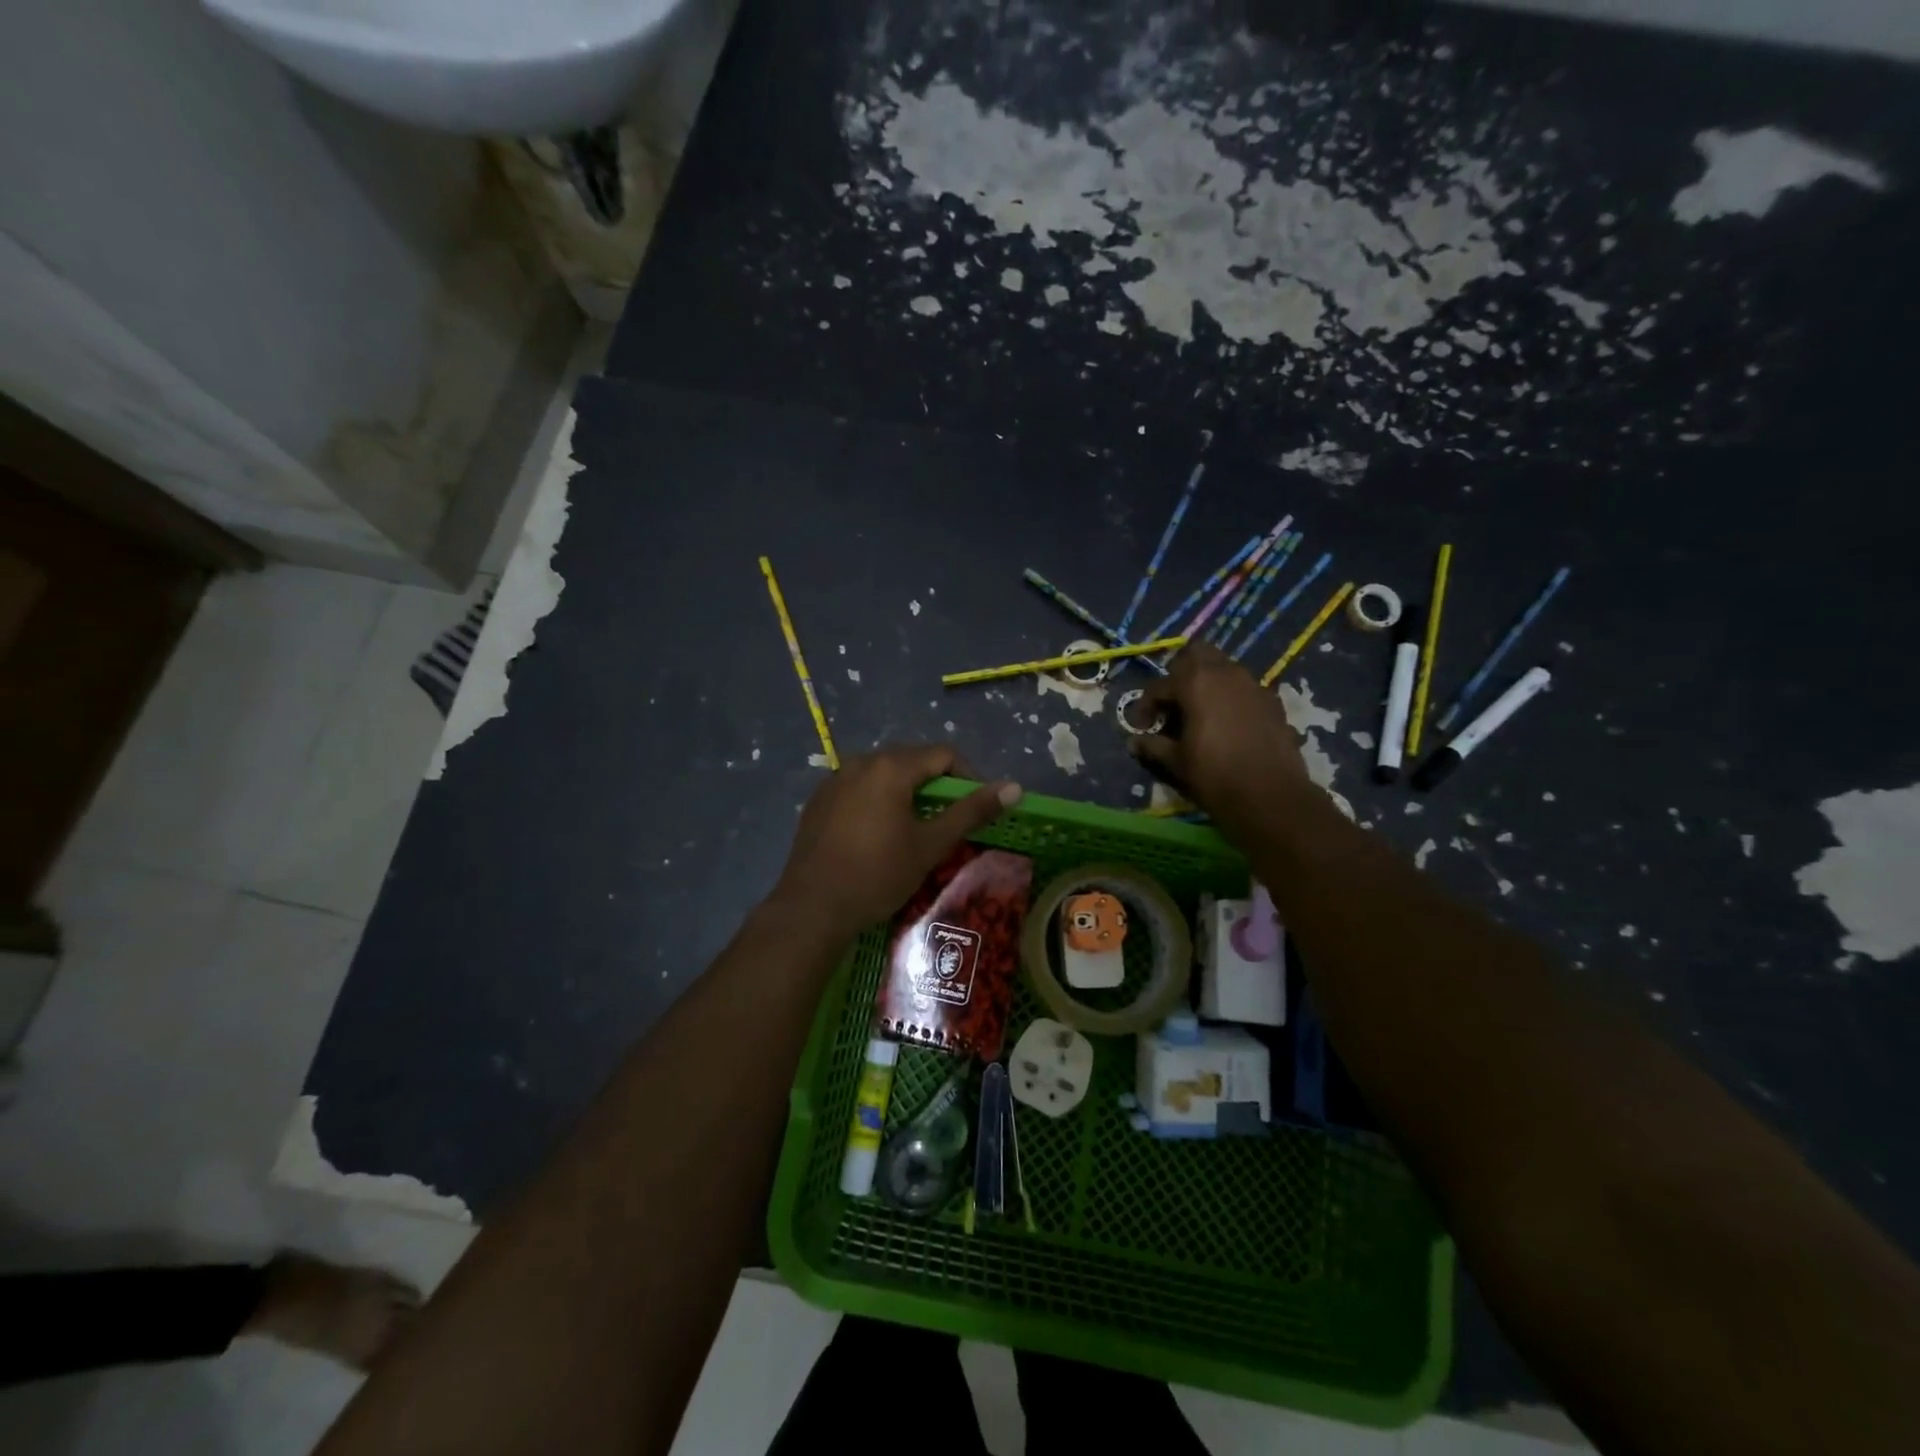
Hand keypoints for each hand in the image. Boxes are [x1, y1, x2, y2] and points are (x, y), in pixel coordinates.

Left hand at [771, 745, 1021, 938]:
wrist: (812, 908)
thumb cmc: (878, 874)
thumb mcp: (930, 844)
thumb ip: (971, 811)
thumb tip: (1014, 787)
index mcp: (891, 767)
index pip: (943, 754)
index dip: (969, 776)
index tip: (979, 807)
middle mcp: (861, 762)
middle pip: (912, 760)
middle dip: (937, 784)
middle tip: (950, 819)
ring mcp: (835, 780)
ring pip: (884, 774)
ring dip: (907, 792)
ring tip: (917, 827)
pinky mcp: (818, 801)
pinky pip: (859, 789)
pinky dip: (878, 801)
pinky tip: (878, 834)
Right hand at [1129, 642, 1311, 830]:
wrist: (1271, 797)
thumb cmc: (1215, 776)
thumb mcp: (1176, 762)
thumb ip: (1153, 746)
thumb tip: (1134, 742)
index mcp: (1196, 682)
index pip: (1160, 685)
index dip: (1146, 706)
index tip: (1142, 728)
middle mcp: (1226, 673)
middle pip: (1197, 654)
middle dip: (1180, 675)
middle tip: (1173, 704)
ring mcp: (1253, 685)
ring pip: (1224, 668)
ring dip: (1208, 684)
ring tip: (1200, 714)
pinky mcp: (1273, 701)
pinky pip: (1245, 688)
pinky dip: (1231, 698)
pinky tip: (1228, 725)